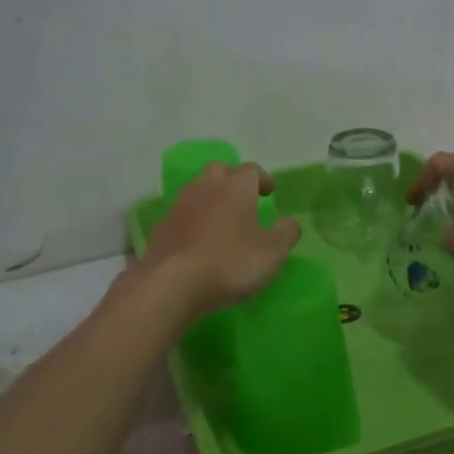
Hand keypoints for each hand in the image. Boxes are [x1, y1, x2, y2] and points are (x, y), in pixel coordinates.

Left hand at [139, 162, 301, 317]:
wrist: (171, 283)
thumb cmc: (229, 263)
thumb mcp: (272, 252)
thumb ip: (286, 233)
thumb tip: (291, 222)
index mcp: (235, 187)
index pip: (251, 170)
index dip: (263, 179)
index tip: (270, 192)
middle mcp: (205, 187)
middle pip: (220, 171)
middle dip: (233, 180)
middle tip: (245, 198)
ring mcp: (180, 205)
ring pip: (199, 190)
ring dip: (212, 199)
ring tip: (223, 220)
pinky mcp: (162, 227)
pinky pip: (184, 214)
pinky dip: (195, 220)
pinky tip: (201, 239)